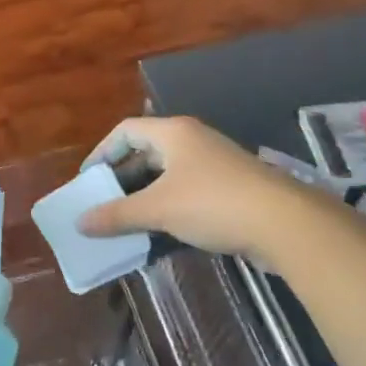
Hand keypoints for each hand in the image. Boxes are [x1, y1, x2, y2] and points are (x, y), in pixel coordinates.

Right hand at [78, 116, 313, 258]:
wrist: (286, 224)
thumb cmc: (213, 204)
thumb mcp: (159, 209)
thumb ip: (118, 215)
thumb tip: (80, 222)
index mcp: (173, 133)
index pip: (125, 131)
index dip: (102, 152)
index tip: (88, 180)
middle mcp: (192, 140)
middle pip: (146, 152)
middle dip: (122, 179)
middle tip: (104, 204)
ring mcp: (214, 164)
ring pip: (167, 175)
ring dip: (145, 197)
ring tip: (127, 223)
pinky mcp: (230, 188)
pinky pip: (187, 192)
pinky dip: (168, 208)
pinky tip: (160, 234)